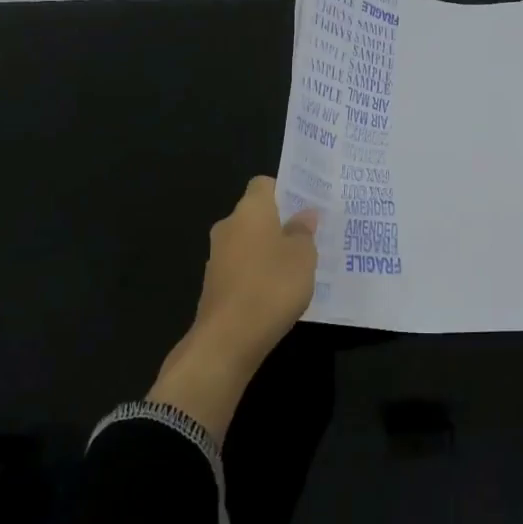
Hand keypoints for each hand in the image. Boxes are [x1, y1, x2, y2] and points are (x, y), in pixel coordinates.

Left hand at [194, 175, 319, 369]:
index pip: (264, 184)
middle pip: (256, 214)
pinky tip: (276, 292)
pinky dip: (257, 274)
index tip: (306, 207)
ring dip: (268, 250)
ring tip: (297, 267)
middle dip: (280, 223)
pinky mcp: (214, 285)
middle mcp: (229, 226)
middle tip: (309, 237)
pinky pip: (241, 268)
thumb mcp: (303, 256)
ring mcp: (217, 257)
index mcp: (250, 210)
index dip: (285, 191)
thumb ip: (304, 232)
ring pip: (248, 242)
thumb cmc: (272, 286)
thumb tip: (304, 214)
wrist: (227, 339)